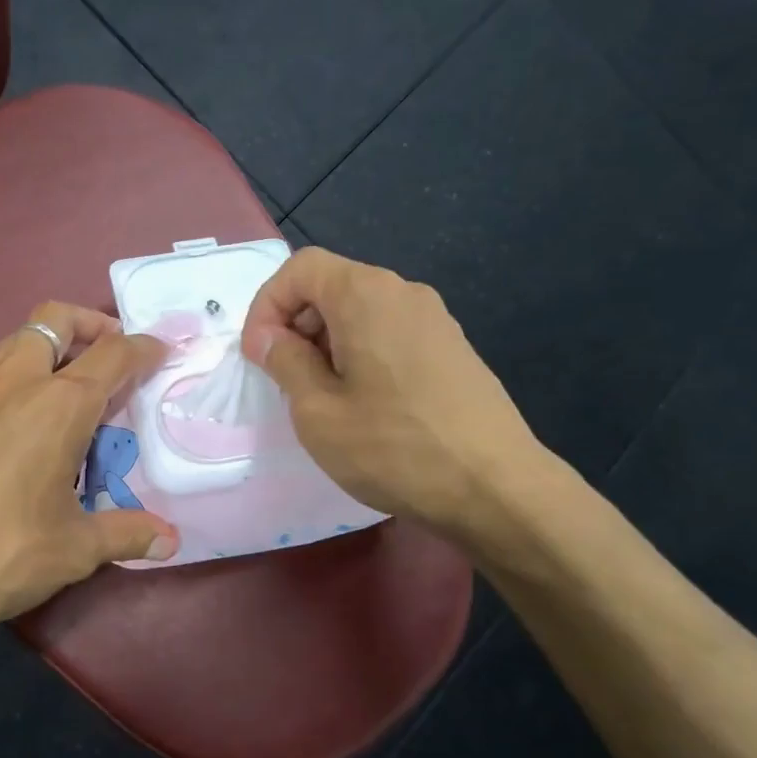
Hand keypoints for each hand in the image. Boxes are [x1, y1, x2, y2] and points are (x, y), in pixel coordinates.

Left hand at [0, 303, 179, 637]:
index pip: (112, 354)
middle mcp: (10, 382)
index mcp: (57, 406)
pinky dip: (1, 388)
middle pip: (53, 319)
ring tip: (56, 397)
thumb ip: (126, 534)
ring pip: (10, 346)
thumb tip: (170, 540)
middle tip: (105, 356)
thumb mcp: (73, 549)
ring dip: (42, 353)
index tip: (157, 353)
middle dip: (87, 325)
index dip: (142, 348)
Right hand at [241, 248, 547, 546]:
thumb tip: (270, 337)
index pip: (301, 268)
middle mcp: (404, 292)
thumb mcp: (317, 411)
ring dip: (327, 343)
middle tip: (285, 378)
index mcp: (366, 295)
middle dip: (295, 324)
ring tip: (322, 396)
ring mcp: (435, 320)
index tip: (259, 355)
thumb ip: (285, 362)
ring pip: (361, 311)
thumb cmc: (393, 447)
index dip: (267, 305)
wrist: (496, 489)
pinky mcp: (452, 349)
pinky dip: (360, 353)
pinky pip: (390, 333)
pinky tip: (364, 404)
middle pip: (332, 285)